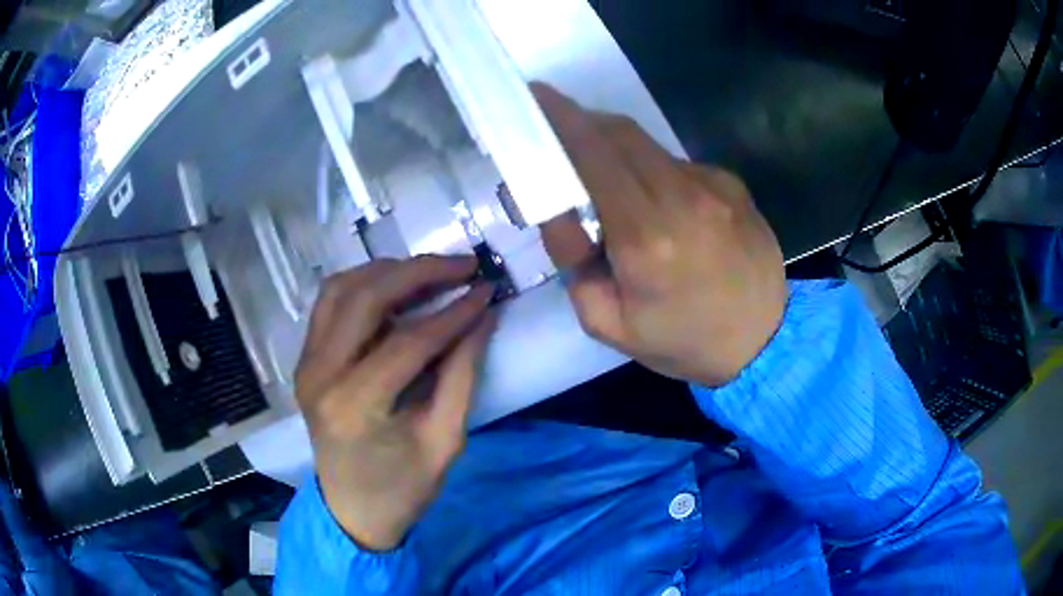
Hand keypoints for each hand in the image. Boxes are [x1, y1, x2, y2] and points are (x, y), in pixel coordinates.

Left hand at [295, 256, 495, 549]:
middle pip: (367, 298)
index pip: (409, 340)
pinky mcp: (305, 359)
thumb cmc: (402, 488)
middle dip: (420, 272)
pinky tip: (394, 288)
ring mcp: (306, 363)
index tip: (488, 290)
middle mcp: (320, 374)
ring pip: (342, 288)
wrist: (351, 509)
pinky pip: (330, 303)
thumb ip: (462, 374)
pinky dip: (363, 284)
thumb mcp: (444, 440)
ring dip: (388, 271)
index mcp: (355, 405)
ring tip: (432, 272)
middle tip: (463, 265)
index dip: (454, 312)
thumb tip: (481, 315)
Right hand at [533, 83, 787, 386]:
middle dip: (583, 122)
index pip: (594, 155)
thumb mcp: (607, 323)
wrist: (763, 343)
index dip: (562, 119)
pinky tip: (663, 206)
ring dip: (618, 148)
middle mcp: (684, 198)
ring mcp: (715, 187)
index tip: (537, 96)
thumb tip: (559, 208)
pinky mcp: (734, 186)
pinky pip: (680, 165)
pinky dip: (655, 171)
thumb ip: (573, 262)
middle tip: (559, 127)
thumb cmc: (682, 342)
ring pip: (650, 146)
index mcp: (646, 238)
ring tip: (608, 179)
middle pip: (621, 133)